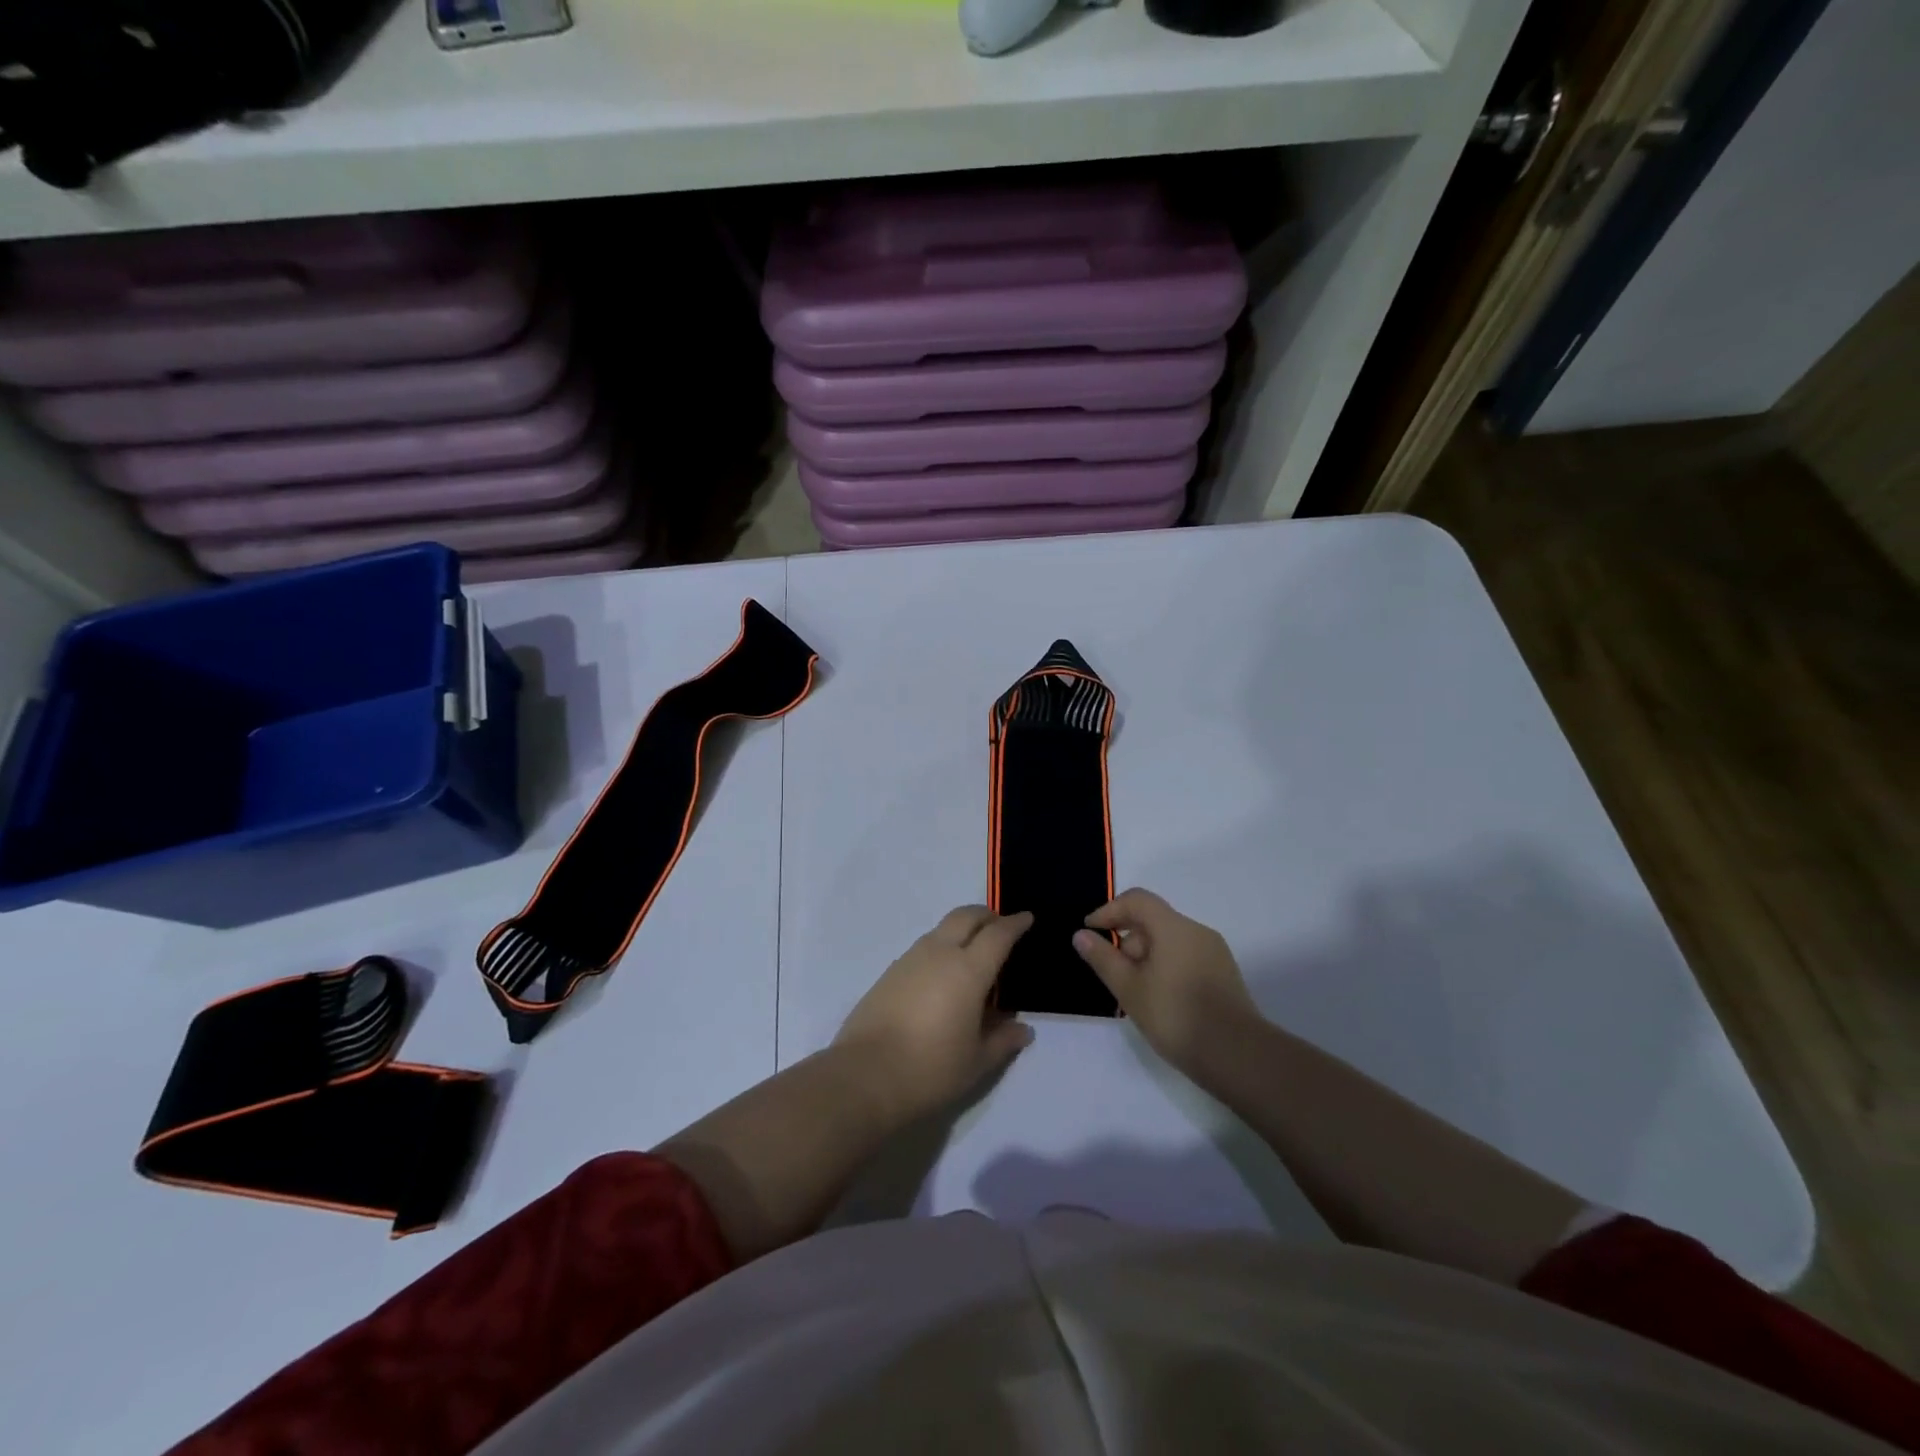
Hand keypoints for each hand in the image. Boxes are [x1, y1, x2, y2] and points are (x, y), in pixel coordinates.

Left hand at [835, 907, 1035, 1121]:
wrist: (865, 1076)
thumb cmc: (931, 1069)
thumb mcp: (977, 1062)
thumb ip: (1003, 1040)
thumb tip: (1023, 1029)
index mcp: (968, 970)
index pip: (998, 935)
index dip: (1015, 924)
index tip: (1027, 918)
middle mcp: (939, 953)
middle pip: (966, 916)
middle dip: (986, 916)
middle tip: (1000, 926)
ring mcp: (910, 960)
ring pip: (942, 929)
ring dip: (961, 930)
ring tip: (972, 955)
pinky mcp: (889, 973)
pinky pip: (923, 948)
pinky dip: (940, 949)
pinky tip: (942, 977)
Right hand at [1073, 889, 1259, 1070]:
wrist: (1237, 1056)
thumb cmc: (1175, 1016)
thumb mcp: (1129, 988)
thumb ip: (1103, 958)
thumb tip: (1081, 934)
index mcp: (1174, 927)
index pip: (1137, 900)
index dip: (1109, 911)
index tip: (1090, 932)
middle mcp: (1197, 931)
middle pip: (1153, 921)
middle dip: (1127, 941)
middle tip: (1114, 975)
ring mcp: (1215, 953)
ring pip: (1170, 941)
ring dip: (1146, 957)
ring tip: (1136, 993)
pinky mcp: (1224, 974)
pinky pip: (1186, 957)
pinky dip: (1166, 967)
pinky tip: (1160, 999)